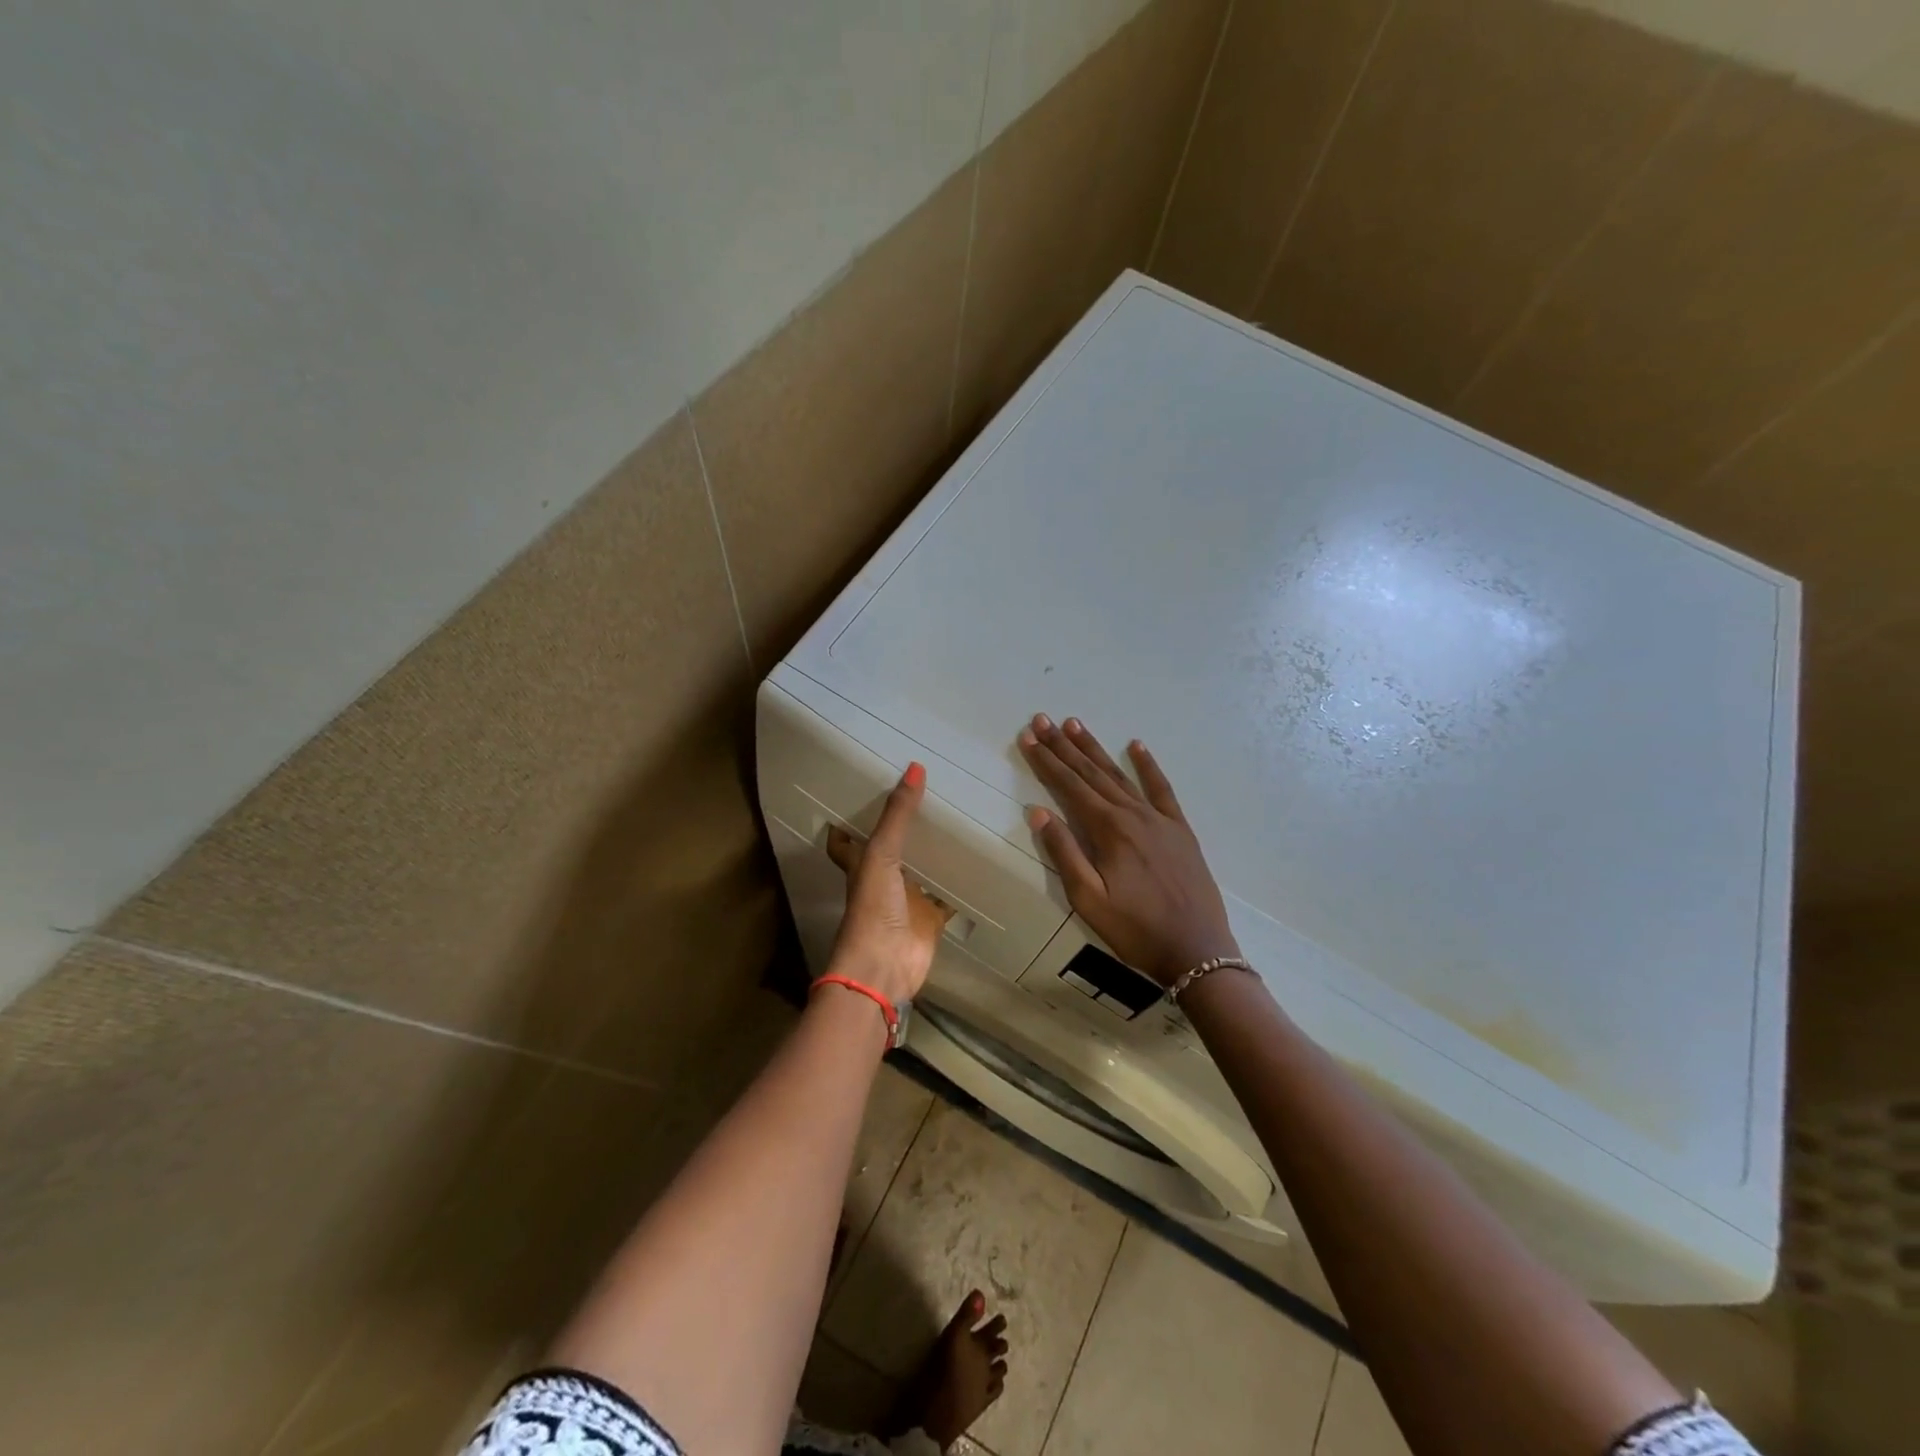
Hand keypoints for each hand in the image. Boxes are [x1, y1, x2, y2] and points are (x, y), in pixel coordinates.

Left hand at [825, 762, 951, 1004]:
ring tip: (962, 820)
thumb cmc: (873, 908)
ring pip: (925, 870)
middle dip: (910, 829)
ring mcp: (909, 900)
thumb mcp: (882, 854)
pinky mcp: (932, 919)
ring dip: (937, 853)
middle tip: (934, 796)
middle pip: (896, 850)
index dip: (858, 819)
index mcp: (864, 863)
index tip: (872, 791)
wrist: (884, 967)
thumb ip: (898, 815)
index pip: (854, 837)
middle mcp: (885, 879)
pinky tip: (980, 864)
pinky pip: (949, 896)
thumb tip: (915, 767)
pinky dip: (962, 884)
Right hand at [1019, 714, 1238, 986]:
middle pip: (1091, 773)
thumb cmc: (1135, 930)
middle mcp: (1132, 814)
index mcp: (1108, 830)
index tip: (1028, 737)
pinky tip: (1137, 746)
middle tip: (1043, 720)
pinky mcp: (1179, 829)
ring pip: (1120, 775)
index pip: (1069, 786)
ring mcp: (1159, 819)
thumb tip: (1038, 811)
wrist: (1197, 950)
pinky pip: (1162, 789)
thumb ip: (1064, 852)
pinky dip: (1148, 766)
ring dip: (1095, 749)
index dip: (1046, 761)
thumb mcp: (1088, 899)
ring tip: (1075, 725)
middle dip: (1064, 746)